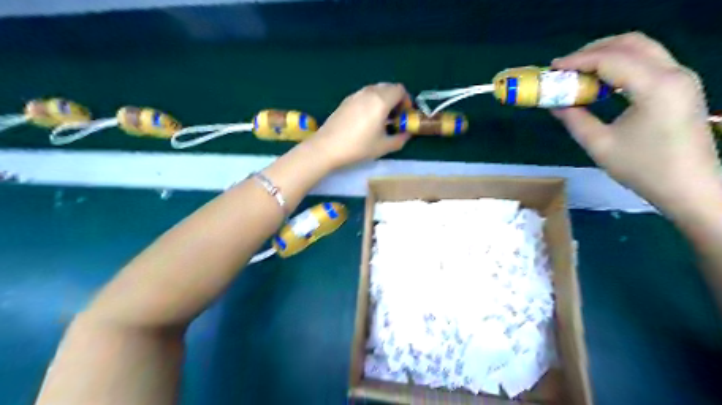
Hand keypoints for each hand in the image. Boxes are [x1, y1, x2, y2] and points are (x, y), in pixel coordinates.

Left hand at [307, 83, 413, 168]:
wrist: (327, 147)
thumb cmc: (358, 147)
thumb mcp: (383, 147)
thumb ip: (400, 139)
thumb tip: (407, 134)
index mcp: (381, 101)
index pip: (400, 90)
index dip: (406, 100)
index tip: (404, 115)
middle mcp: (369, 93)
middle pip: (388, 87)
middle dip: (396, 99)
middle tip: (395, 116)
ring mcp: (355, 95)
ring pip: (375, 89)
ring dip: (383, 99)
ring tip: (380, 118)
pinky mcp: (346, 100)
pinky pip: (364, 94)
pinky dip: (371, 101)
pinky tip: (366, 119)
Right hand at [551, 32, 717, 216]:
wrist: (689, 186)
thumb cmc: (643, 168)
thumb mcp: (599, 145)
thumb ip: (574, 119)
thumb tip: (555, 104)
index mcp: (655, 87)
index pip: (611, 59)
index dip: (578, 60)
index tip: (553, 68)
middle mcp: (673, 73)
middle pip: (631, 43)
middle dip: (594, 50)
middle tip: (566, 66)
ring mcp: (681, 77)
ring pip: (642, 49)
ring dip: (608, 55)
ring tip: (580, 72)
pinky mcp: (681, 86)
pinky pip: (649, 62)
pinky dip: (622, 65)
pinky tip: (603, 82)